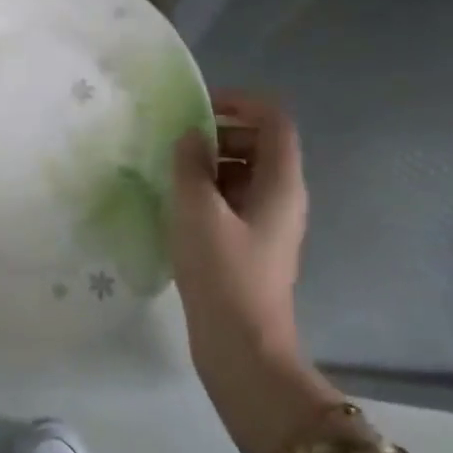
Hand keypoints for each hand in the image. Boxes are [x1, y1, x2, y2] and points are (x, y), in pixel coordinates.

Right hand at [169, 92, 337, 452]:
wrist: (242, 349)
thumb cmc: (222, 274)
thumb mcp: (196, 211)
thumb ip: (190, 164)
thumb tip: (192, 136)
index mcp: (281, 183)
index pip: (273, 119)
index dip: (239, 102)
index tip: (198, 109)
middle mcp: (282, 198)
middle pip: (259, 144)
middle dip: (220, 135)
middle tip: (177, 145)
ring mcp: (268, 224)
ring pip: (244, 174)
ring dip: (210, 165)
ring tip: (170, 174)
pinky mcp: (252, 246)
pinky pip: (234, 202)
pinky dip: (209, 193)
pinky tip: (177, 207)